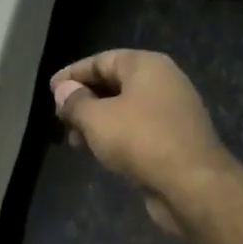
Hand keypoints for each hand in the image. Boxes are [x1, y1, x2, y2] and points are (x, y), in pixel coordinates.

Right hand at [50, 50, 233, 231]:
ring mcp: (172, 111)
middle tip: (60, 118)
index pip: (102, 60)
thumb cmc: (140, 140)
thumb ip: (75, 102)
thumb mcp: (96, 119)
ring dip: (98, 121)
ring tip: (75, 141)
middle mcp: (163, 81)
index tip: (50, 90)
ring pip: (125, 109)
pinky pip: (138, 129)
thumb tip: (63, 90)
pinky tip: (100, 152)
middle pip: (115, 83)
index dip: (73, 74)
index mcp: (146, 66)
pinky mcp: (175, 138)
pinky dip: (116, 135)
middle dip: (84, 100)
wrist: (191, 183)